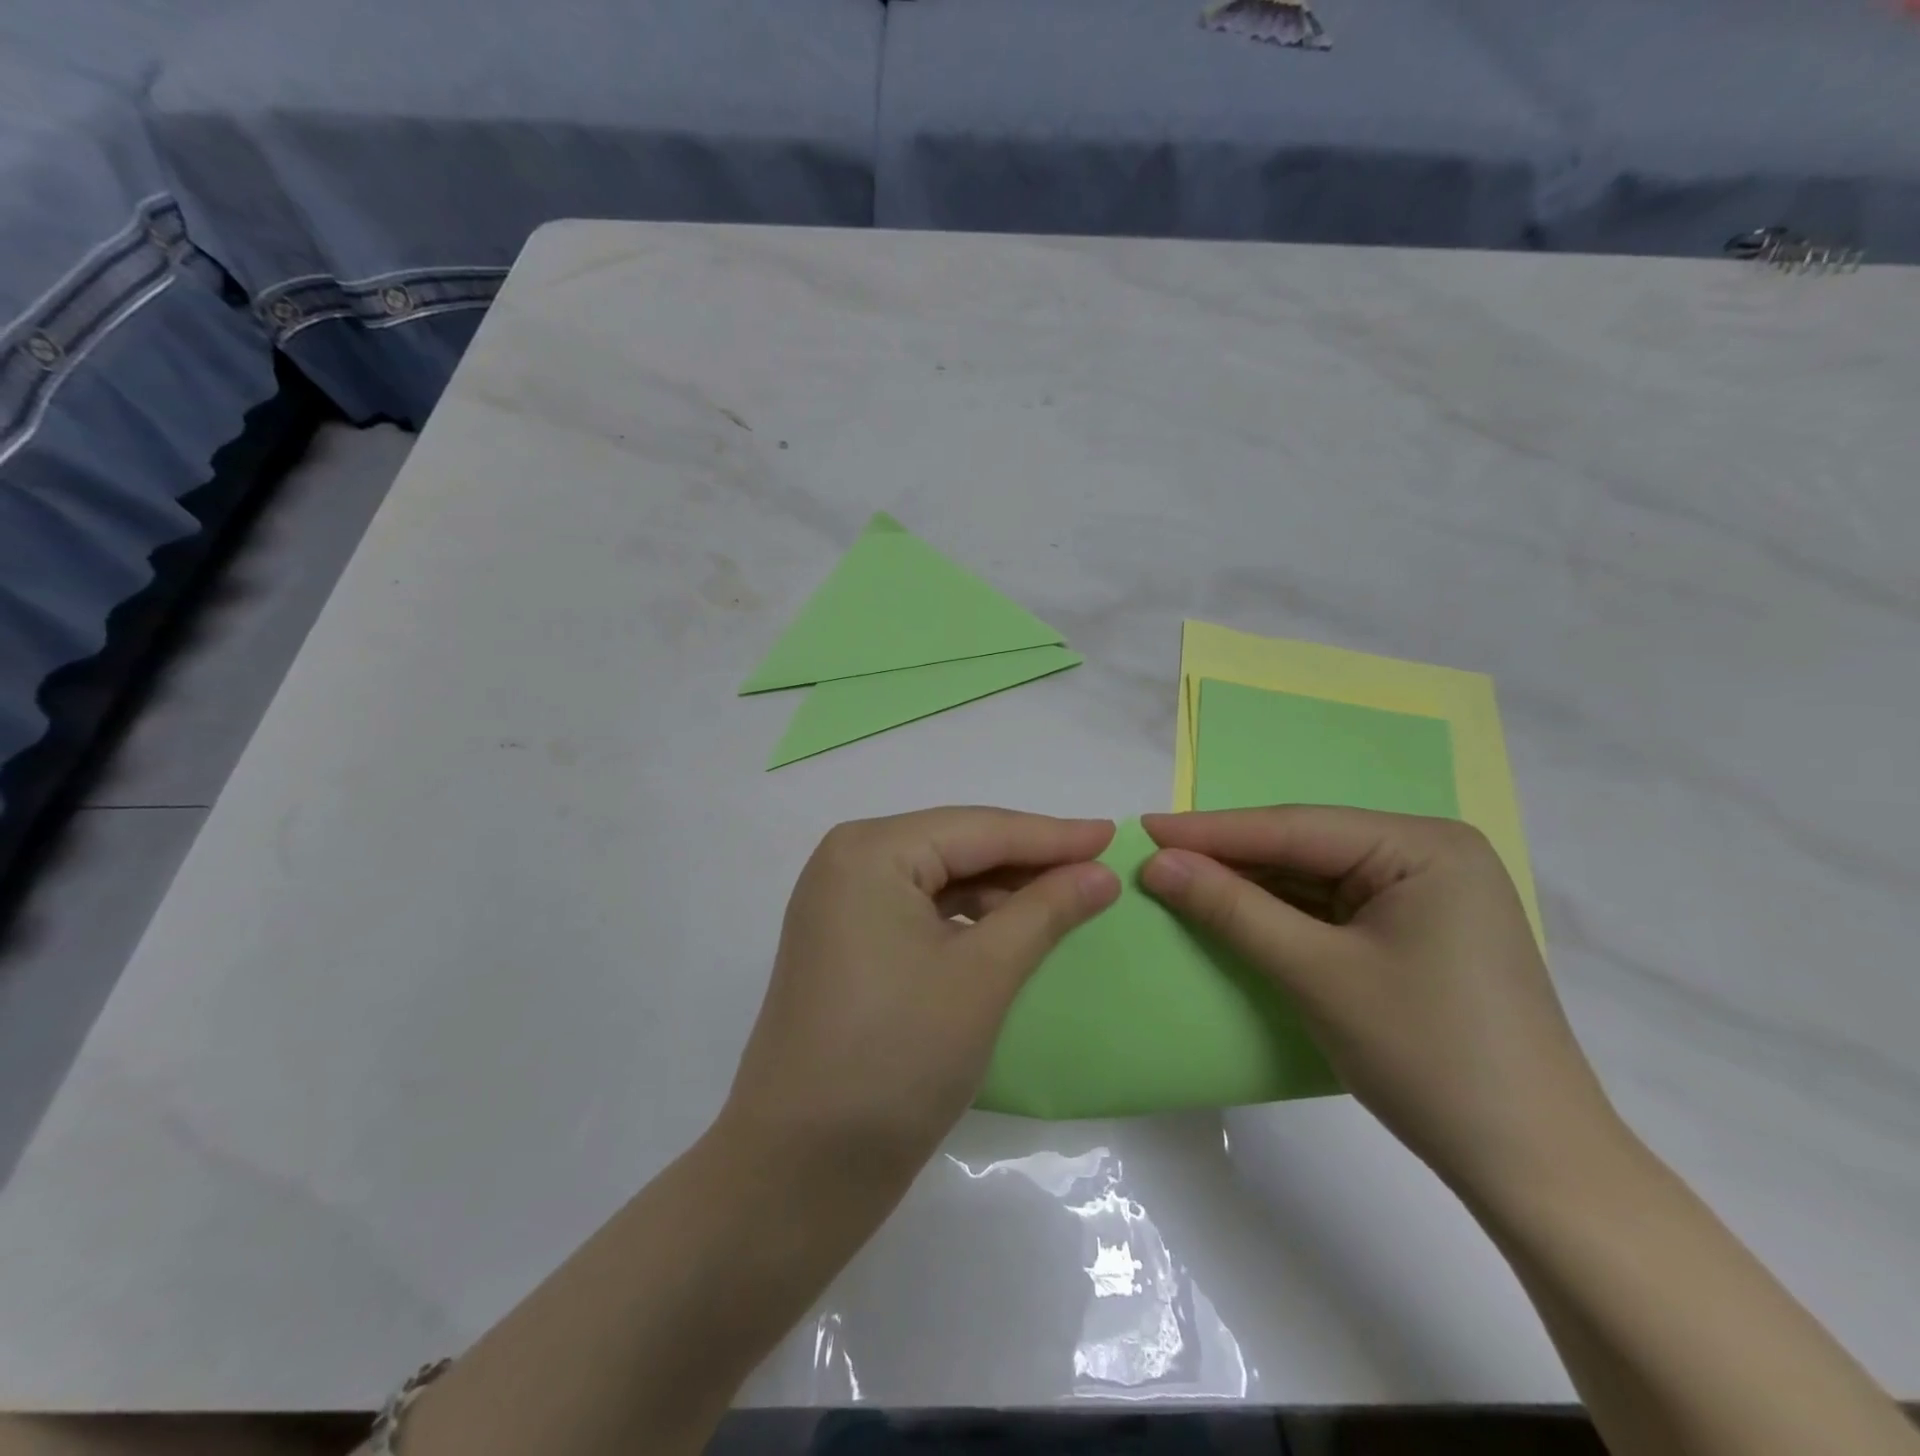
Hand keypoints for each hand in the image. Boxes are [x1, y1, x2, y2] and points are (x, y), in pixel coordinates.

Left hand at [722, 809, 1119, 1188]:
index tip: (1114, 835)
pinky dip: (969, 920)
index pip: (978, 828)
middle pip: (957, 848)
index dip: (1052, 835)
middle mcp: (848, 863)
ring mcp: (841, 906)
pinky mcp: (846, 946)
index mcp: (870, 851)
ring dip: (1001, 892)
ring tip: (1066, 903)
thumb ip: (1045, 911)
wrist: (799, 1170)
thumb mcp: (983, 975)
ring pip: (940, 881)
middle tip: (1098, 870)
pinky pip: (920, 913)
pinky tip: (1011, 933)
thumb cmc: (897, 1059)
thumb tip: (1101, 872)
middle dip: (1028, 861)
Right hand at [1140, 808, 1621, 1203]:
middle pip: (1305, 848)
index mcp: (1424, 845)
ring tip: (1178, 880)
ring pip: (1314, 878)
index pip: (1295, 828)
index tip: (1143, 827)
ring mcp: (1425, 894)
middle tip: (1153, 856)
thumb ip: (1233, 909)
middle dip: (1229, 857)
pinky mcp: (1415, 932)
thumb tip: (1157, 863)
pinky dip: (1280, 914)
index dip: (1212, 830)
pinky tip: (1233, 912)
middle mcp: (1428, 855)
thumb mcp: (1317, 974)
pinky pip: (1331, 908)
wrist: (1534, 1169)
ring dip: (1249, 885)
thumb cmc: (1429, 1057)